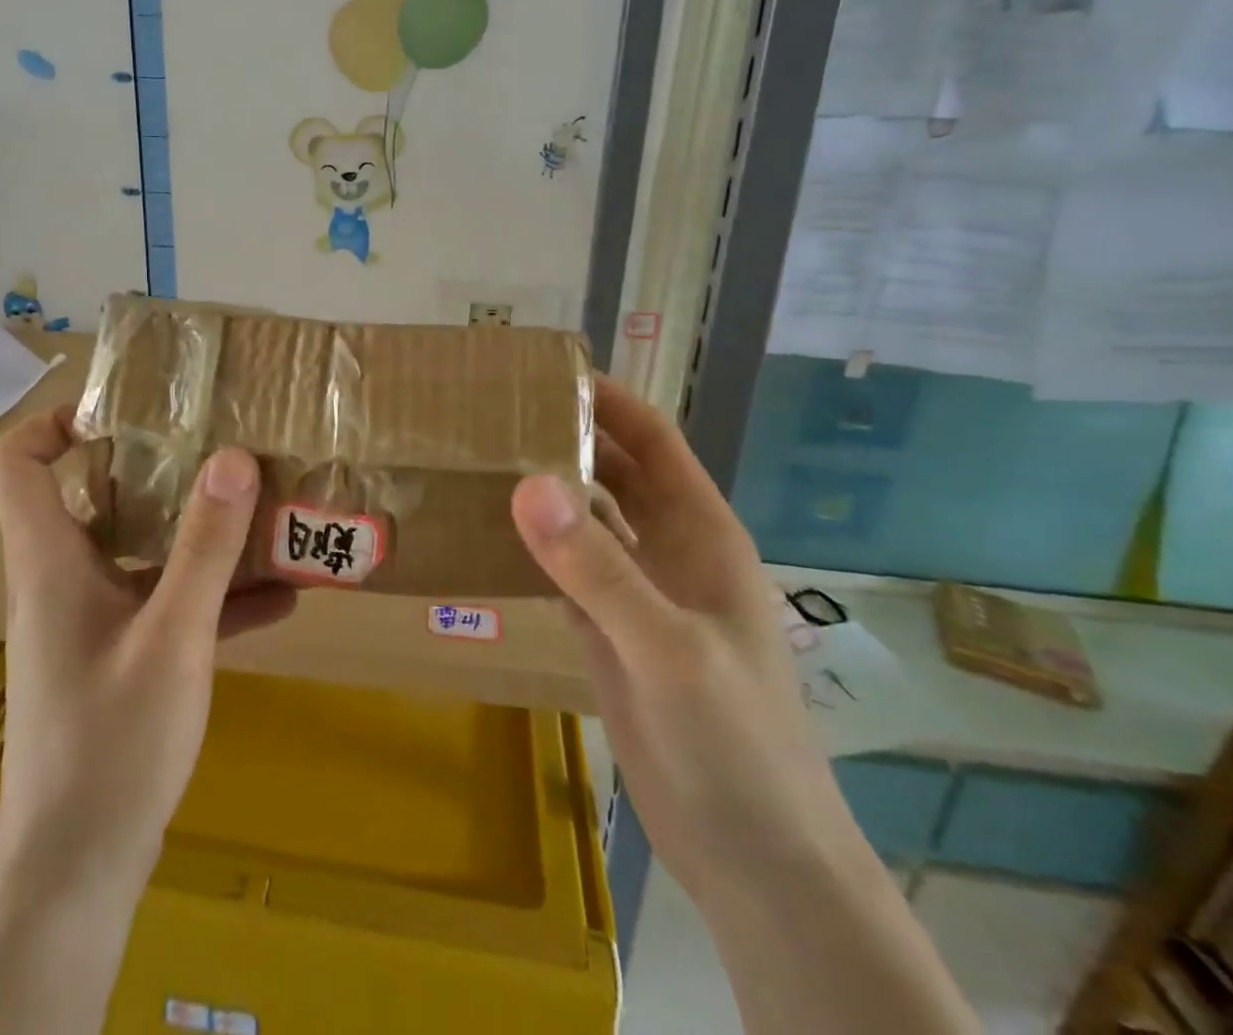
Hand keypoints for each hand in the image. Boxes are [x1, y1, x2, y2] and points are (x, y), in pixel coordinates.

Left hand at [0, 406, 296, 883]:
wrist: (77, 874)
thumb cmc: (112, 744)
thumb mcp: (173, 637)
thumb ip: (205, 546)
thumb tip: (233, 456)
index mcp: (50, 560)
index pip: (20, 460)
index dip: (60, 420)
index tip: (131, 411)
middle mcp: (62, 579)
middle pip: (95, 495)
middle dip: (158, 466)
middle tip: (219, 447)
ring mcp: (90, 621)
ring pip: (139, 550)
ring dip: (197, 533)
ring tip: (264, 512)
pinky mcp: (118, 658)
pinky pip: (164, 604)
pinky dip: (210, 594)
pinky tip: (278, 600)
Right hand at [510, 379, 856, 900]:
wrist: (755, 859)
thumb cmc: (733, 742)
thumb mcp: (666, 648)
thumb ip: (597, 567)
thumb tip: (527, 483)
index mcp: (699, 531)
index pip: (650, 439)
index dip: (606, 399)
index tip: (540, 373)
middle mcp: (668, 549)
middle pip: (612, 470)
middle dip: (563, 436)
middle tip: (489, 414)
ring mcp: (638, 592)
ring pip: (586, 519)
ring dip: (543, 491)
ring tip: (477, 462)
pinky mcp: (610, 632)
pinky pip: (566, 570)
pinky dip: (532, 547)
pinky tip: (486, 535)